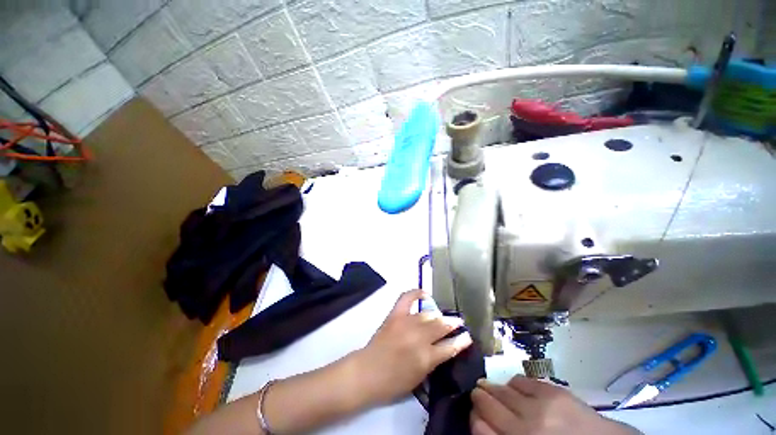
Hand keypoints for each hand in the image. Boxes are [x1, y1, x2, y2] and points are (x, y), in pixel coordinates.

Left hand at [353, 289, 472, 405]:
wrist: (367, 372)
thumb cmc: (393, 382)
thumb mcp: (419, 378)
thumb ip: (433, 361)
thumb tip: (444, 347)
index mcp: (426, 358)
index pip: (450, 347)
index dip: (461, 341)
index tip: (467, 336)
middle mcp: (419, 337)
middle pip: (441, 326)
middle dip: (453, 323)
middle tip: (458, 322)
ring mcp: (406, 323)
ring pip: (428, 314)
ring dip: (438, 315)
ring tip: (443, 316)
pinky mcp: (395, 315)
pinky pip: (407, 298)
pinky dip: (416, 293)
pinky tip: (425, 294)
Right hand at [471, 376, 640, 434]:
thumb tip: (481, 420)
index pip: (479, 426)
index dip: (473, 417)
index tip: (474, 413)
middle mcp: (525, 427)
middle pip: (487, 402)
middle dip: (479, 396)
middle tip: (479, 393)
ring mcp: (539, 408)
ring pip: (501, 389)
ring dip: (494, 388)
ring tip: (495, 389)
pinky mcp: (553, 392)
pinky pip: (520, 380)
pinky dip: (513, 383)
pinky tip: (516, 389)